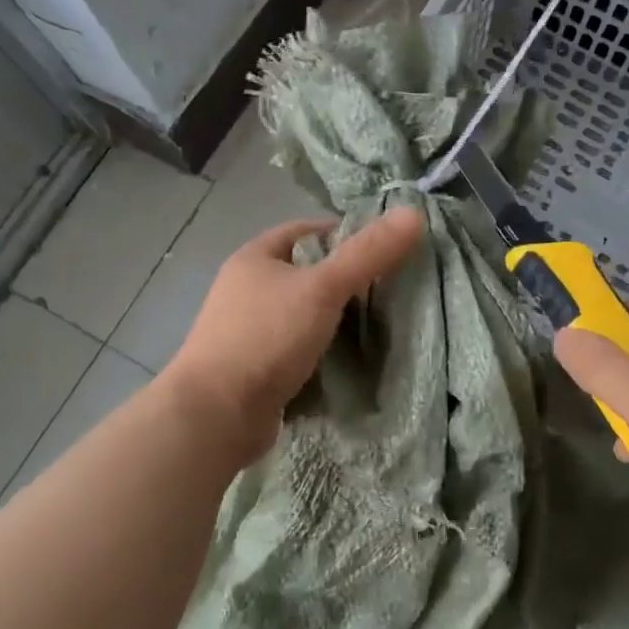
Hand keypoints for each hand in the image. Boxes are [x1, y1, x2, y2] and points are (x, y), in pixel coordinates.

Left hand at [166, 206, 424, 463]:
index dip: (343, 233)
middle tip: (387, 289)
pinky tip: (348, 360)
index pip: (305, 232)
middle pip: (304, 273)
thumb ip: (367, 254)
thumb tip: (414, 213)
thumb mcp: (322, 289)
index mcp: (254, 258)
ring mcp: (246, 331)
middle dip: (342, 279)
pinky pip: (295, 348)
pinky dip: (320, 351)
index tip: (381, 248)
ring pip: (301, 313)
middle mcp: (245, 289)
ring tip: (376, 325)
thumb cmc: (265, 338)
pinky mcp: (253, 368)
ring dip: (332, 318)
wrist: (215, 415)